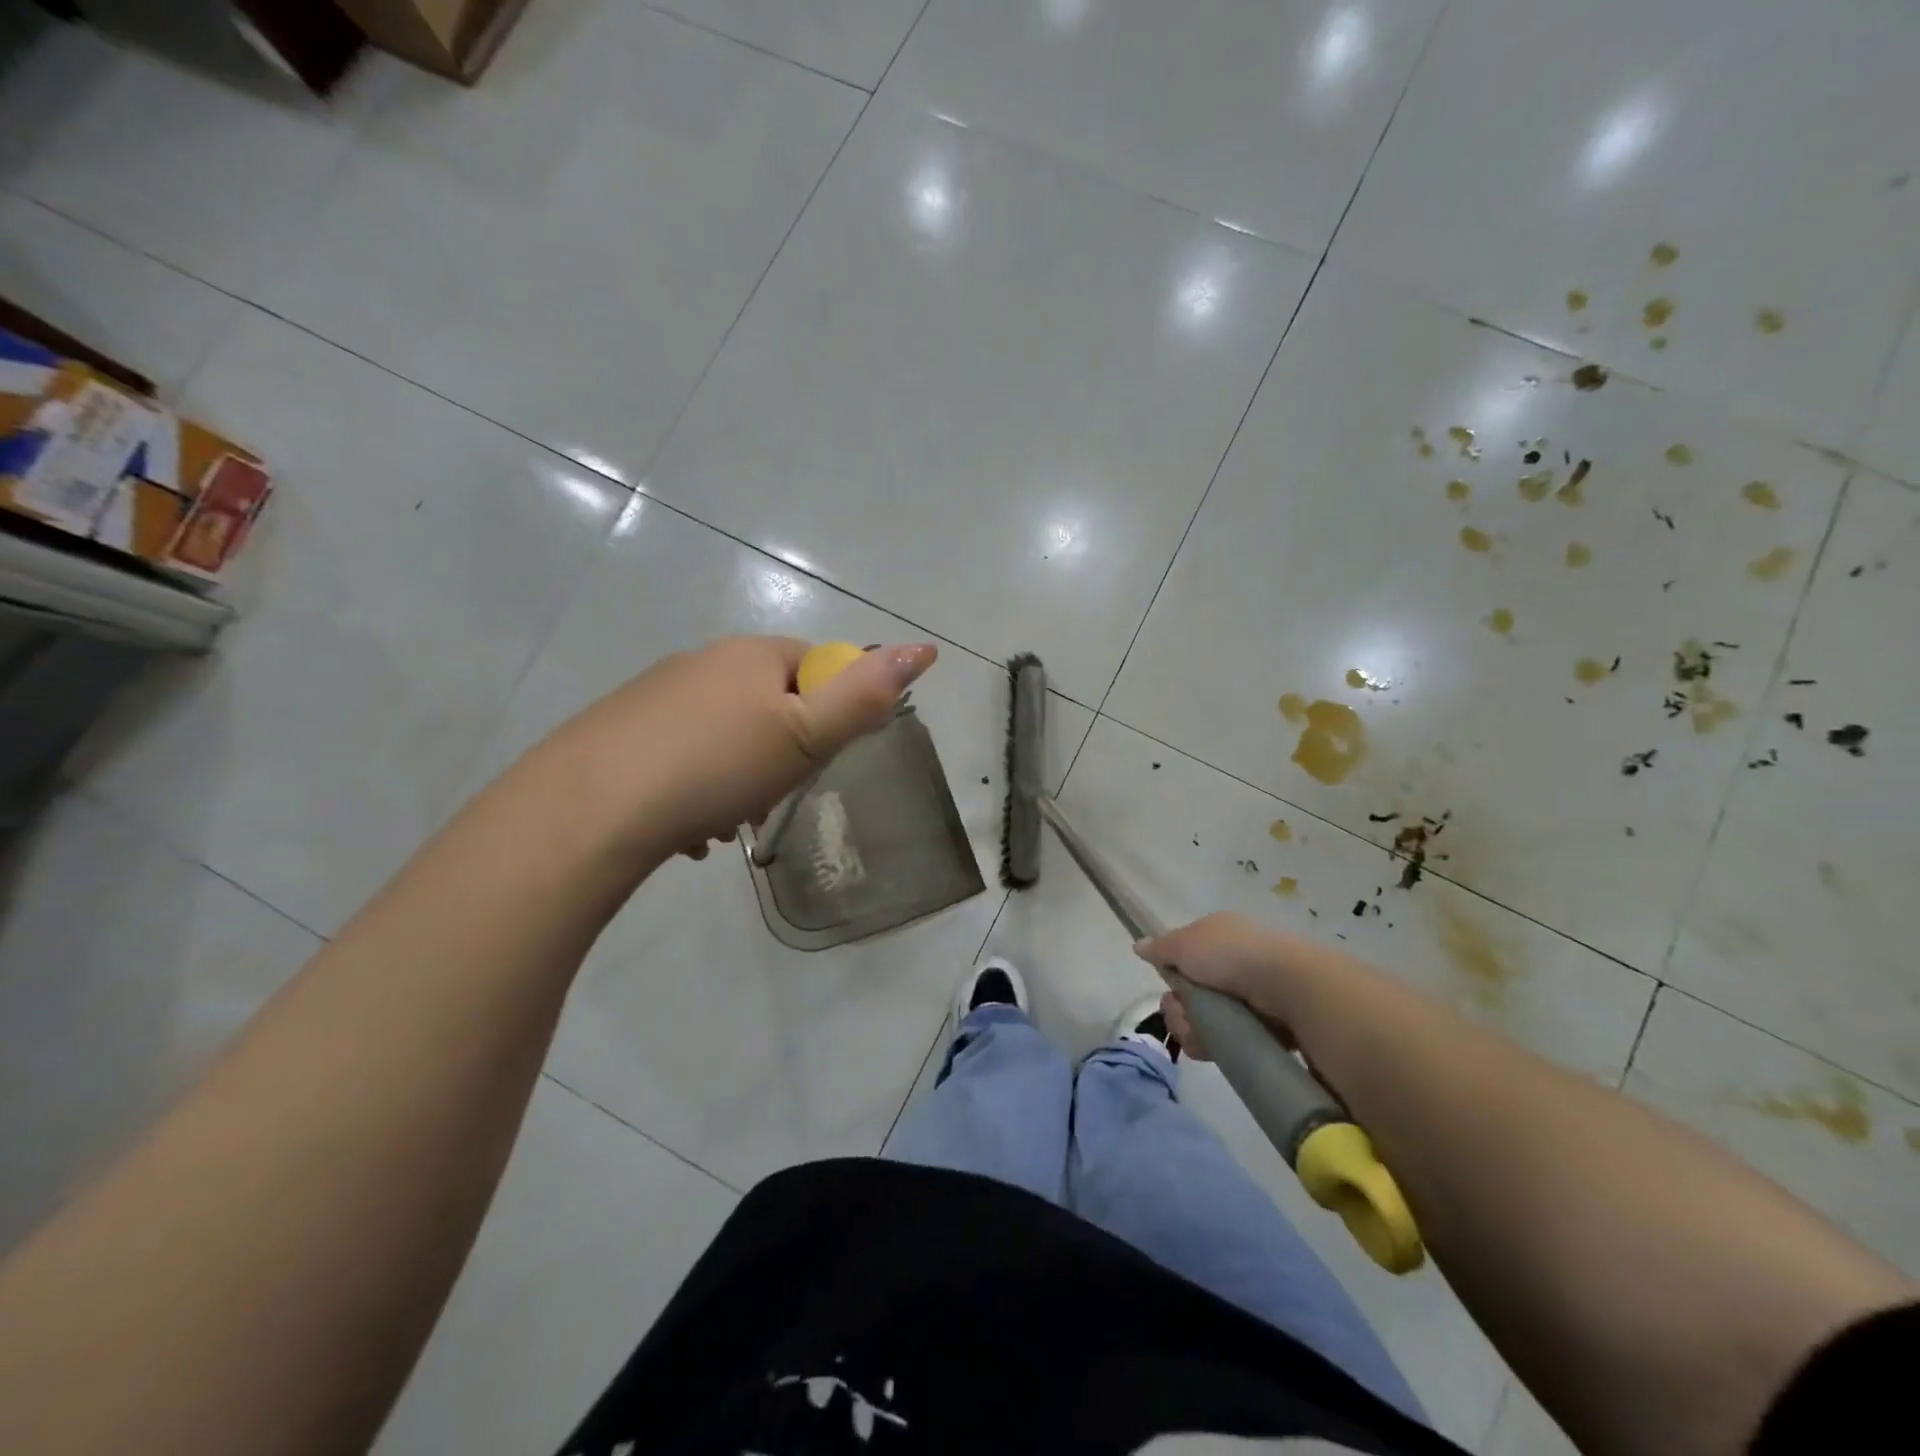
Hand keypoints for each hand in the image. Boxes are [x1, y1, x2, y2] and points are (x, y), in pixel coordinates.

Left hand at [535, 635, 936, 865]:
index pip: (816, 664)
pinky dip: (696, 789)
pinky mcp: (621, 731)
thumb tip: (923, 648)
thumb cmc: (717, 765)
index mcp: (750, 655)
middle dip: (782, 753)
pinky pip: (681, 756)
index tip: (817, 759)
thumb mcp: (807, 734)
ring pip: (724, 734)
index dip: (829, 712)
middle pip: (769, 702)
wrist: (590, 808)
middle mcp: (702, 662)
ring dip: (740, 778)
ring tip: (727, 824)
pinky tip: (687, 830)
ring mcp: (657, 695)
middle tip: (772, 799)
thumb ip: (867, 695)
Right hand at [1134, 912, 1307, 1060]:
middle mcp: (1236, 964)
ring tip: (1198, 1034)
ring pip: (1207, 1020)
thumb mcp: (1184, 943)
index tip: (1169, 986)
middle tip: (1181, 1012)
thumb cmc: (1230, 955)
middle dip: (1179, 1008)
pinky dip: (1215, 1046)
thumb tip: (1139, 945)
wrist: (1287, 986)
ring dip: (1191, 1029)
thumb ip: (1160, 947)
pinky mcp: (1266, 1028)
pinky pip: (1229, 1041)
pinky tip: (1212, 1047)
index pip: (1187, 958)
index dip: (1173, 974)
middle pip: (1192, 993)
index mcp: (1220, 937)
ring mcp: (1253, 997)